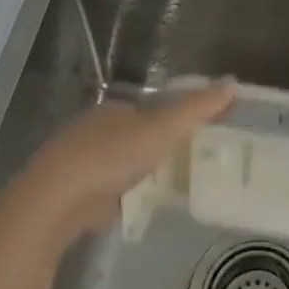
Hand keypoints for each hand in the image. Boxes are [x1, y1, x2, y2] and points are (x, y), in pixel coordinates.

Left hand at [18, 79, 236, 239]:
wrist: (55, 201)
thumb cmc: (111, 156)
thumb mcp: (162, 129)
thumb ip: (197, 108)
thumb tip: (233, 81)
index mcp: (114, 109)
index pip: (150, 108)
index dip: (173, 118)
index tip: (196, 134)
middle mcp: (93, 130)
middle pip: (134, 135)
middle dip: (156, 147)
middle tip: (188, 163)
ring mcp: (79, 163)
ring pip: (118, 164)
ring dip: (138, 172)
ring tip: (169, 187)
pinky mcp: (71, 195)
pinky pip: (106, 191)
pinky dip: (122, 196)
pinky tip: (137, 207)